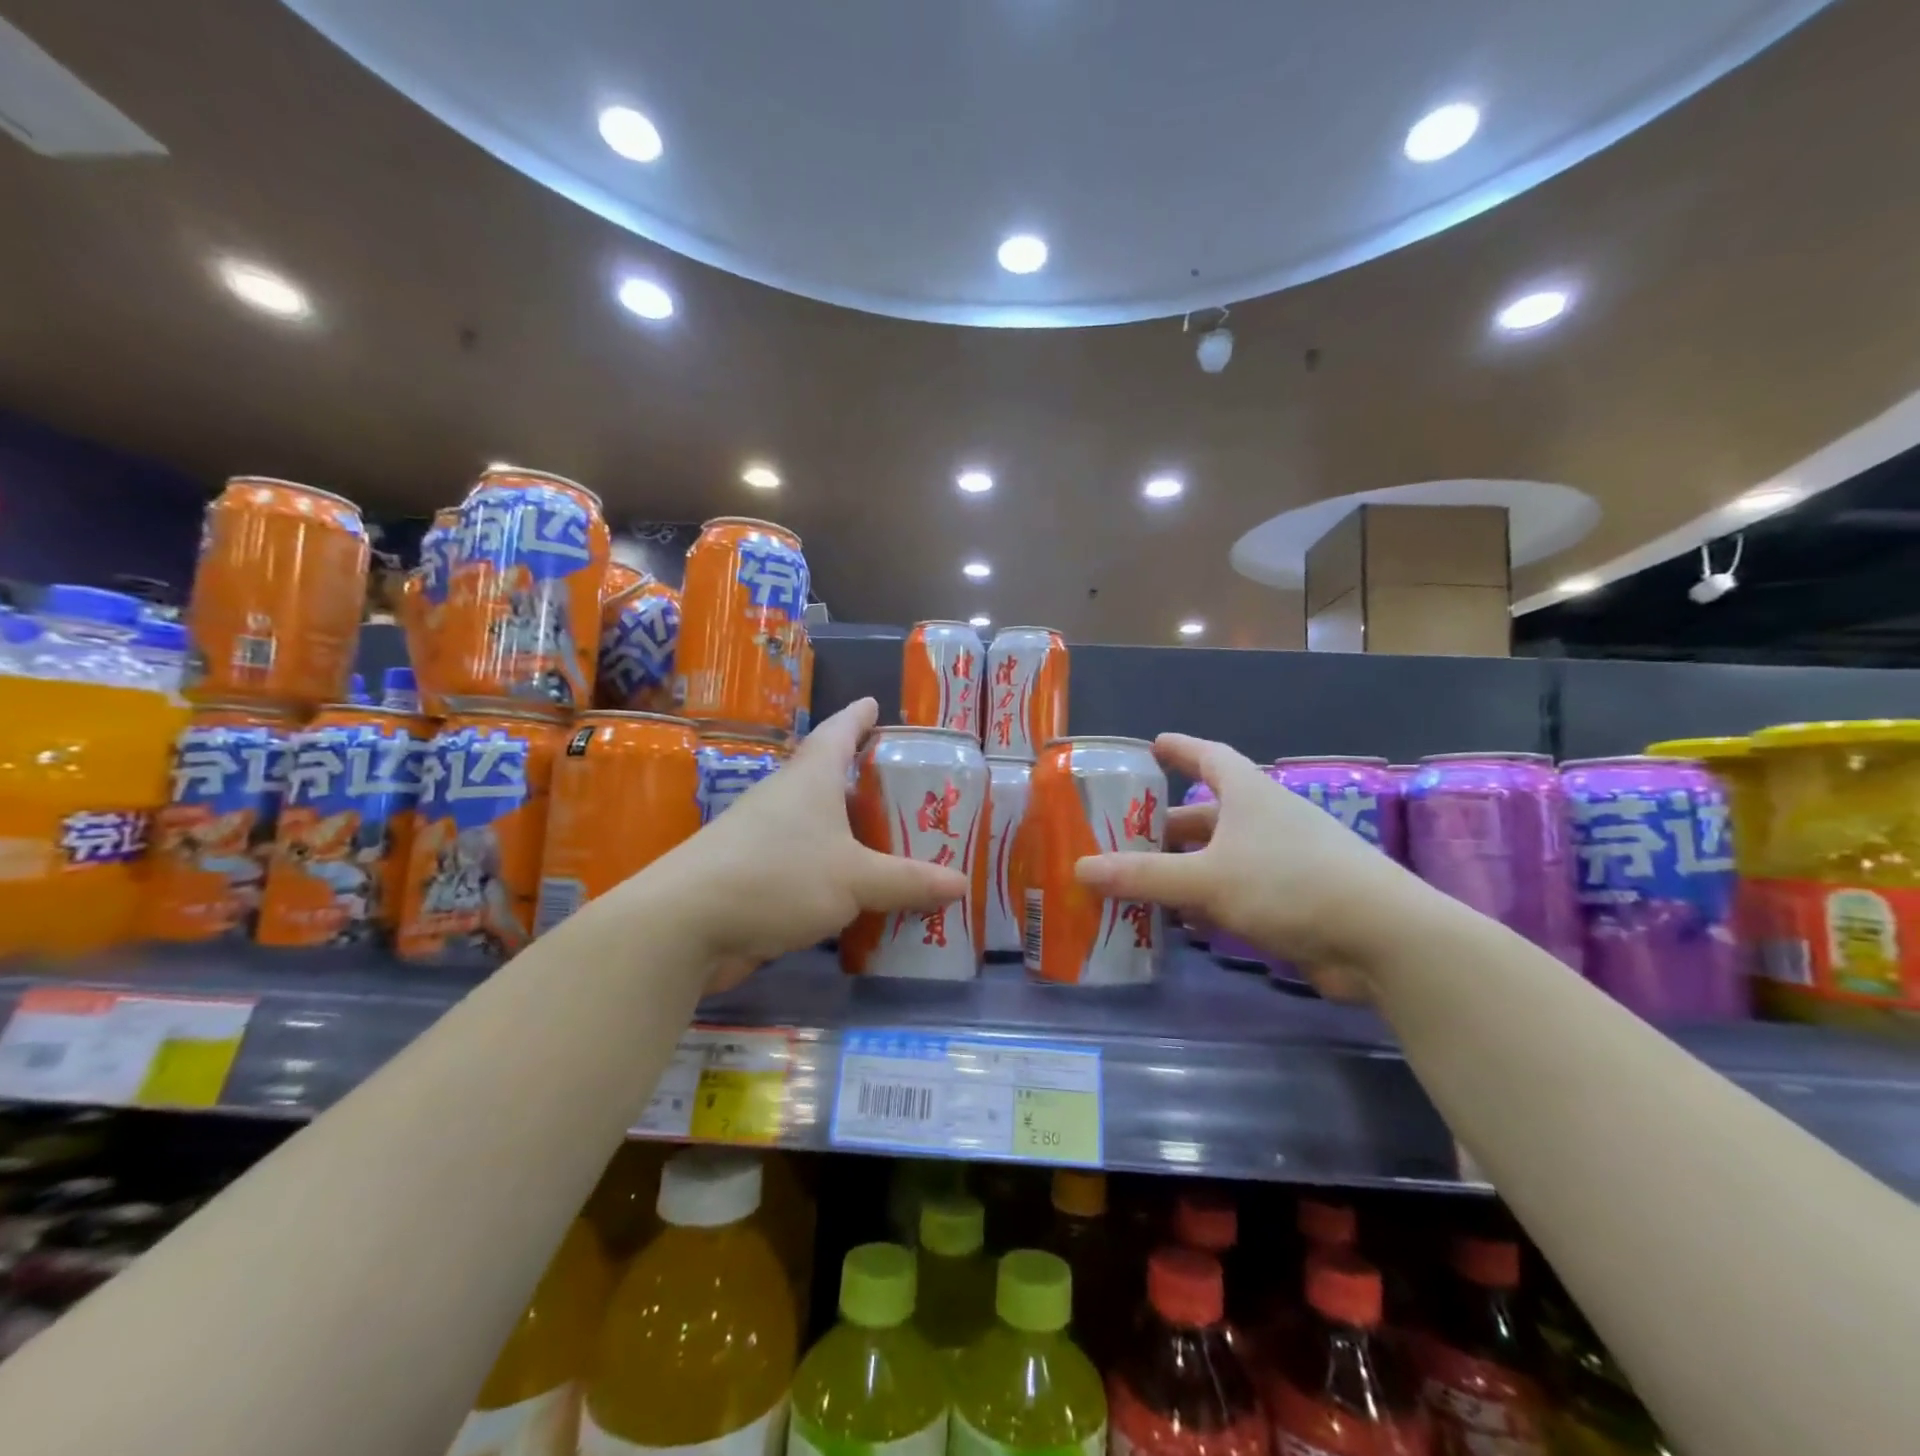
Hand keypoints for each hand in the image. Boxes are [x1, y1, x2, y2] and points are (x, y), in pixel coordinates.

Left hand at [646, 698, 968, 991]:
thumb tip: (960, 884)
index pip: (840, 730)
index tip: (876, 704)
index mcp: (811, 777)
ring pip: (820, 826)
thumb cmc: (777, 876)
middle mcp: (786, 798)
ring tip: (897, 844)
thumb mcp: (855, 878)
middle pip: (832, 777)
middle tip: (911, 790)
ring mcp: (765, 837)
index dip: (860, 716)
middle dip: (868, 782)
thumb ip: (908, 881)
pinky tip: (860, 893)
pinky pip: (807, 865)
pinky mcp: (754, 875)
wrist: (685, 924)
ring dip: (853, 833)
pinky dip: (835, 872)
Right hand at [1073, 733, 1411, 999]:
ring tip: (1140, 882)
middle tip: (1124, 838)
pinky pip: (1237, 890)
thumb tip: (1080, 868)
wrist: (1382, 938)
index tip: (1152, 746)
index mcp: (1249, 795)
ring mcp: (1283, 860)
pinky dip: (1207, 901)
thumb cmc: (1289, 884)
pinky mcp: (1295, 899)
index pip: (1208, 756)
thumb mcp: (1206, 878)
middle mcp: (1266, 819)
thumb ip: (1143, 875)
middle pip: (1207, 813)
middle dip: (1166, 826)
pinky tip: (1181, 921)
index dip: (1179, 749)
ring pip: (1220, 856)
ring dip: (1184, 868)